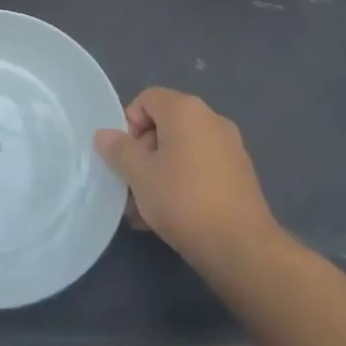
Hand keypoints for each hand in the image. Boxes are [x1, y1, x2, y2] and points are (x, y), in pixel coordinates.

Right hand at [95, 87, 277, 272]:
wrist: (240, 246)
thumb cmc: (182, 199)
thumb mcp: (138, 174)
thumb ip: (118, 149)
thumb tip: (104, 135)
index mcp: (185, 110)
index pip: (147, 98)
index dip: (129, 123)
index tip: (125, 156)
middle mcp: (211, 119)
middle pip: (165, 124)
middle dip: (143, 152)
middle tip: (133, 184)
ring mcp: (230, 147)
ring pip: (182, 150)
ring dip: (160, 172)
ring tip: (147, 208)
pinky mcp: (240, 174)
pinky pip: (201, 168)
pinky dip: (183, 182)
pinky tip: (172, 215)